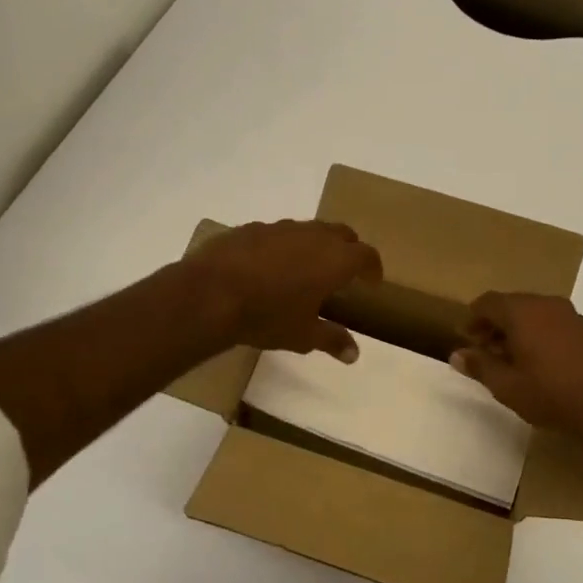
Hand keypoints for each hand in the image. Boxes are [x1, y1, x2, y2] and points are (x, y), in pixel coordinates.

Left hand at [188, 220, 382, 360]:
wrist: (210, 294)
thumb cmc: (267, 316)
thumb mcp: (303, 335)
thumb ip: (332, 339)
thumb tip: (354, 354)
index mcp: (334, 260)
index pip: (366, 255)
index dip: (372, 267)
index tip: (372, 281)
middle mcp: (313, 236)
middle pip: (342, 234)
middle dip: (348, 250)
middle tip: (345, 271)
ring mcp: (281, 228)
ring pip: (309, 229)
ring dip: (316, 245)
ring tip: (307, 268)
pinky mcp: (252, 228)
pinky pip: (278, 234)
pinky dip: (284, 247)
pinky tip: (269, 267)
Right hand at [450, 292, 582, 466]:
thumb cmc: (552, 396)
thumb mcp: (507, 386)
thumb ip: (480, 365)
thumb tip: (457, 354)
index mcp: (523, 311)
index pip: (487, 302)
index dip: (472, 319)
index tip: (465, 338)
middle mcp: (547, 305)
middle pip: (511, 304)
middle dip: (493, 324)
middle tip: (483, 350)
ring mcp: (571, 316)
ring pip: (533, 314)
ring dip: (516, 330)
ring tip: (508, 359)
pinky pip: (552, 323)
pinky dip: (537, 334)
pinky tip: (537, 362)